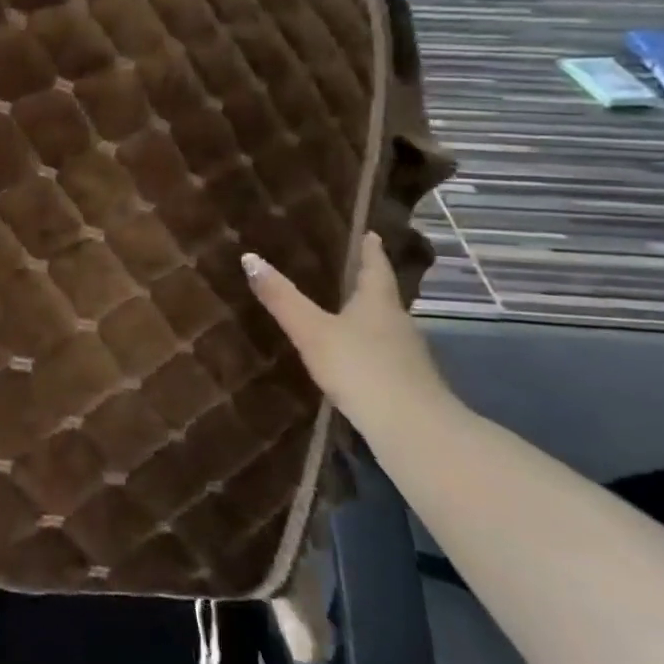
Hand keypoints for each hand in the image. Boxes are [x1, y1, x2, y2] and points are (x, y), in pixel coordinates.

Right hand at [242, 232, 453, 426]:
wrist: (413, 430)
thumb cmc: (361, 367)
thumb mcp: (312, 330)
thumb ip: (282, 298)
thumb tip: (249, 257)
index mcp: (379, 303)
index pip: (376, 267)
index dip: (371, 249)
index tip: (371, 233)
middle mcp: (399, 323)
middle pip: (382, 296)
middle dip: (365, 284)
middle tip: (344, 271)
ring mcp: (408, 356)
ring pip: (384, 327)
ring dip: (366, 318)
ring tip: (340, 313)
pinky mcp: (408, 385)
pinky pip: (384, 355)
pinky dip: (368, 349)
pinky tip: (351, 359)